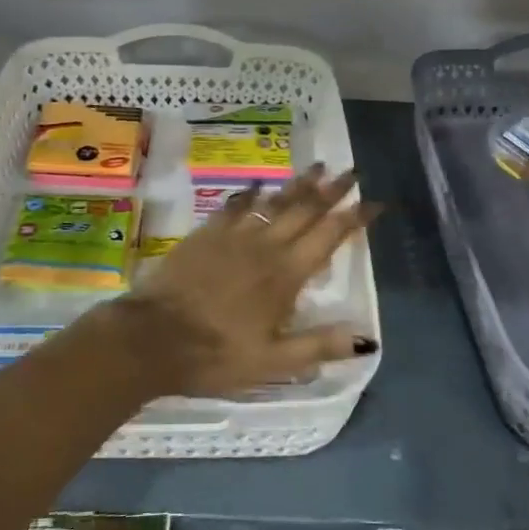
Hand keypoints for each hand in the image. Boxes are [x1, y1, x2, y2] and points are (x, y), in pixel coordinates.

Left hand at [114, 165, 378, 397]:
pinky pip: (235, 206)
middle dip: (332, 190)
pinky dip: (251, 193)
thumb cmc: (216, 355)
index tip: (375, 202)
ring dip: (298, 185)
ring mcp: (234, 236)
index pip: (329, 237)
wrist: (153, 337)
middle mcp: (265, 246)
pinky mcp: (207, 234)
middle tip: (352, 171)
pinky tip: (258, 185)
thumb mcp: (273, 362)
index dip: (355, 217)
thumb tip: (367, 336)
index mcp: (286, 275)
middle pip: (305, 210)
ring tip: (317, 167)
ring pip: (274, 202)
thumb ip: (319, 346)